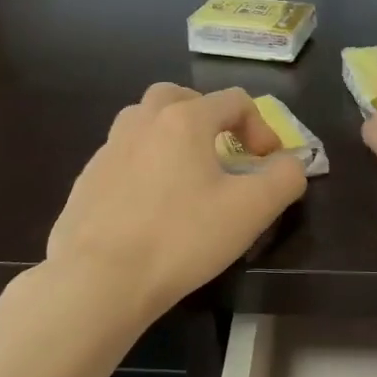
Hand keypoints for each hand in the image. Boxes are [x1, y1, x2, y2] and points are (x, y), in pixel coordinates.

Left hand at [47, 84, 307, 319]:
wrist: (100, 278)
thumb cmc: (182, 238)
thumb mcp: (251, 210)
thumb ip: (284, 178)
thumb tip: (289, 163)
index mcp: (183, 120)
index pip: (233, 100)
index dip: (261, 127)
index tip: (267, 163)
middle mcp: (141, 121)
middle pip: (180, 98)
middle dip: (209, 118)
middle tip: (223, 152)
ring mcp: (107, 149)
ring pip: (145, 123)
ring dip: (172, 137)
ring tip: (187, 175)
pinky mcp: (87, 180)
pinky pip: (124, 157)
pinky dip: (144, 166)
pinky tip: (151, 206)